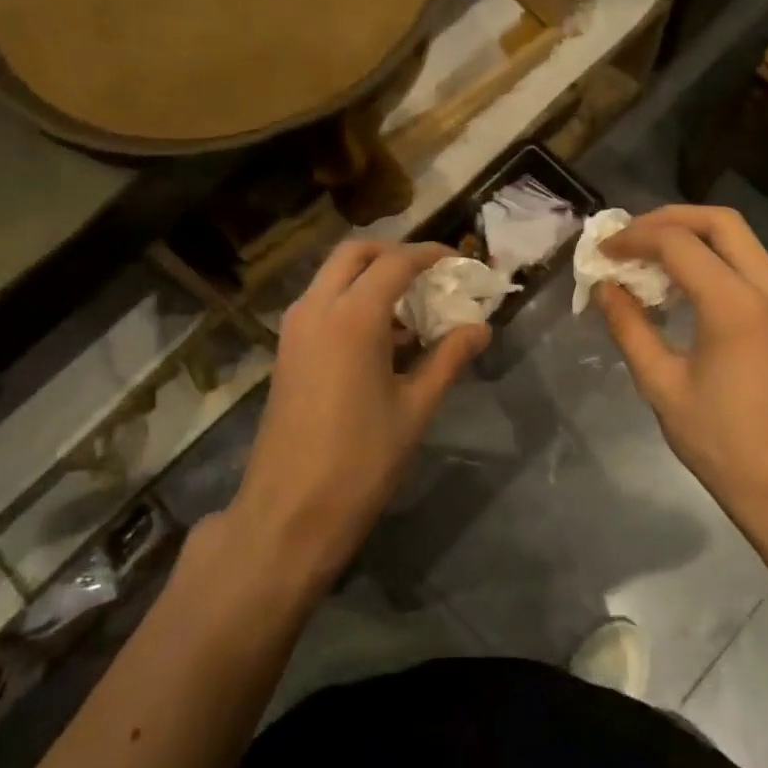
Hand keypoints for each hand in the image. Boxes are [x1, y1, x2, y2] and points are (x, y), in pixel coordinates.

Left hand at [229, 242, 488, 590]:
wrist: (289, 513)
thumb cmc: (360, 461)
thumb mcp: (415, 409)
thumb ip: (448, 359)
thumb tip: (480, 328)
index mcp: (352, 317)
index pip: (396, 263)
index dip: (431, 255)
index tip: (460, 261)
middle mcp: (316, 309)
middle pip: (355, 254)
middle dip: (394, 254)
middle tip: (431, 275)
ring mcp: (295, 329)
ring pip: (333, 276)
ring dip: (370, 277)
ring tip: (412, 308)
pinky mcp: (287, 351)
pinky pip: (322, 304)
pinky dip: (351, 301)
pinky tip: (383, 338)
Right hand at [597, 206, 767, 526]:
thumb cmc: (722, 442)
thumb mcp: (662, 386)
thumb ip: (630, 329)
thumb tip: (605, 289)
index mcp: (734, 304)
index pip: (677, 243)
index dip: (634, 239)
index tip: (602, 253)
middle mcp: (767, 287)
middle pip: (719, 221)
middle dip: (668, 219)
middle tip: (629, 238)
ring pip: (738, 237)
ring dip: (692, 234)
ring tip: (649, 255)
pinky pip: (748, 262)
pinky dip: (712, 256)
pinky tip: (682, 282)